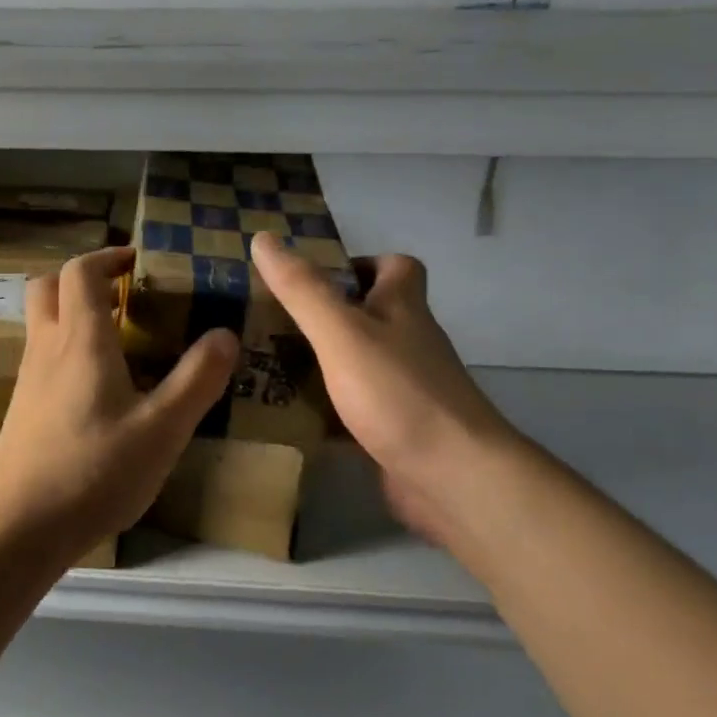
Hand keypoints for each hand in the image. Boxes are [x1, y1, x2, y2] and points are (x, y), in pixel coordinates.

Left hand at [0, 247, 237, 563]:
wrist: (17, 528)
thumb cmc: (94, 472)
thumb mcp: (162, 430)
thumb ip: (197, 379)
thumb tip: (225, 334)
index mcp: (80, 340)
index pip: (81, 271)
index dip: (108, 256)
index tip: (138, 261)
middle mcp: (46, 348)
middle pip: (48, 286)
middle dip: (83, 278)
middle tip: (123, 294)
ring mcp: (27, 379)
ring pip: (41, 322)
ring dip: (73, 312)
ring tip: (118, 339)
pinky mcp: (21, 409)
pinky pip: (41, 356)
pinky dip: (66, 348)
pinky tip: (97, 388)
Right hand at [250, 232, 532, 547]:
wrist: (453, 478)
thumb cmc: (398, 393)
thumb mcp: (342, 332)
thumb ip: (303, 289)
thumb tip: (264, 238)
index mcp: (403, 308)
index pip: (396, 267)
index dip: (360, 263)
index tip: (315, 277)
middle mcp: (409, 344)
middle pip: (371, 316)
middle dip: (325, 316)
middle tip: (270, 322)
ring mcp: (405, 390)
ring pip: (358, 364)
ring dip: (319, 364)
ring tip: (263, 365)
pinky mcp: (395, 431)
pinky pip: (353, 411)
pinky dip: (324, 412)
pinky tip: (286, 418)